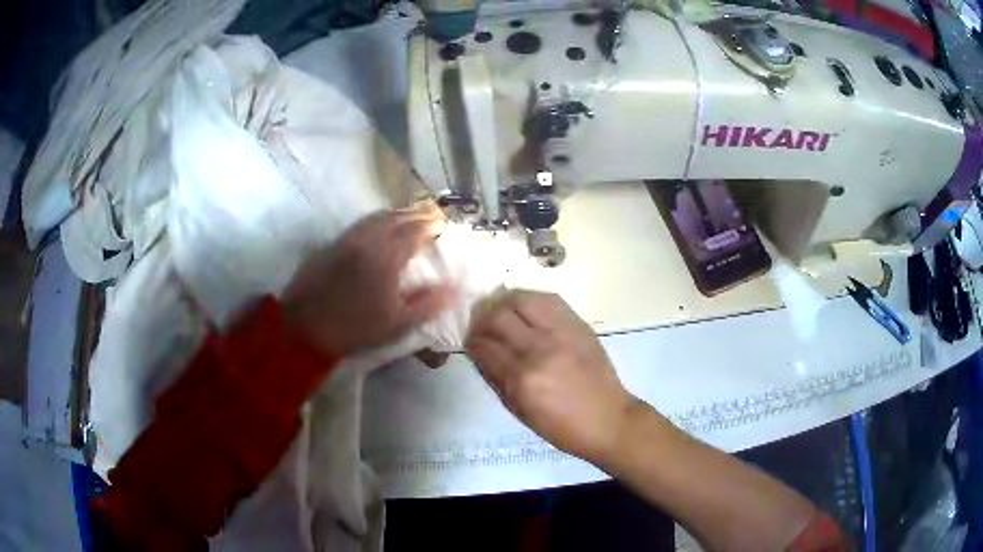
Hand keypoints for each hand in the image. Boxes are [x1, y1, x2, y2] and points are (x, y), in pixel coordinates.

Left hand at [282, 206, 453, 355]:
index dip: (432, 226)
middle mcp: (367, 239)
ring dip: (397, 214)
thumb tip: (454, 288)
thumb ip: (428, 304)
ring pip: (377, 216)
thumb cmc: (354, 328)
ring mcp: (348, 238)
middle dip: (417, 215)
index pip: (415, 230)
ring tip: (410, 219)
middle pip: (397, 217)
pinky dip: (378, 220)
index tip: (444, 227)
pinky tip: (381, 229)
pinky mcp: (333, 243)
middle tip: (432, 219)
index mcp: (386, 256)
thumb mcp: (397, 324)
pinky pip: (361, 223)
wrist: (304, 326)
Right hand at [465, 290, 639, 463]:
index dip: (472, 341)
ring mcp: (561, 333)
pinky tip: (524, 308)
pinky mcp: (579, 324)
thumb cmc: (561, 426)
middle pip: (498, 317)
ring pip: (522, 300)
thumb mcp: (519, 411)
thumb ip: (495, 379)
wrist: (608, 419)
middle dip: (482, 319)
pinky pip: (548, 299)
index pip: (484, 347)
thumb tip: (478, 352)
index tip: (470, 341)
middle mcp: (539, 350)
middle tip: (481, 325)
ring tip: (500, 310)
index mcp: (522, 379)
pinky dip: (529, 299)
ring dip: (503, 302)